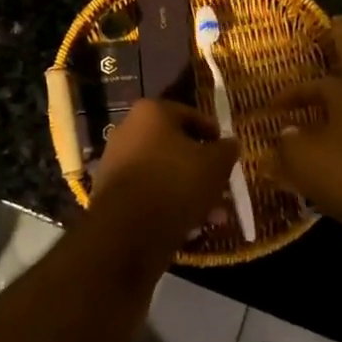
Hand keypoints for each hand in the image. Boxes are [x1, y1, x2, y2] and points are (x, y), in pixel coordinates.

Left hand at [87, 99, 239, 259]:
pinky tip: (191, 228)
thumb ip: (226, 150)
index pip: (190, 115)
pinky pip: (149, 194)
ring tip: (214, 216)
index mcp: (151, 112)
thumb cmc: (175, 181)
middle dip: (202, 169)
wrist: (127, 228)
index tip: (228, 151)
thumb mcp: (214, 164)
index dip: (213, 133)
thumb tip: (230, 143)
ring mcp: (117, 163)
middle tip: (222, 187)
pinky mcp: (112, 194)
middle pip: (175, 147)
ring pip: (164, 174)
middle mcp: (129, 131)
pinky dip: (169, 206)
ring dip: (190, 192)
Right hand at [267, 70, 341, 228]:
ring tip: (285, 156)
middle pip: (331, 112)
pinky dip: (319, 170)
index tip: (271, 106)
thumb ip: (287, 137)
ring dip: (310, 147)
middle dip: (304, 119)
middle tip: (281, 126)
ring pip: (334, 140)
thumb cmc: (336, 168)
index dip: (293, 92)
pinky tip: (300, 182)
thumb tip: (287, 132)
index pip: (320, 85)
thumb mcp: (299, 150)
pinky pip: (339, 166)